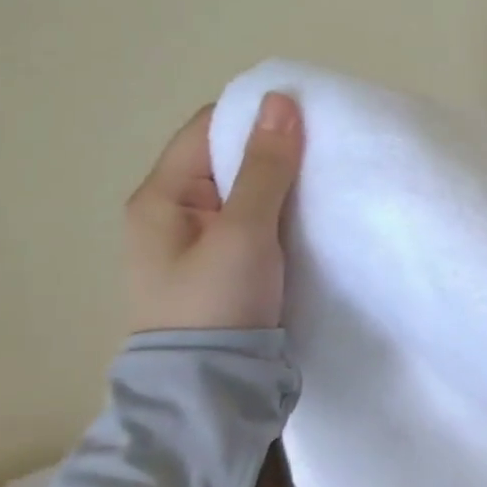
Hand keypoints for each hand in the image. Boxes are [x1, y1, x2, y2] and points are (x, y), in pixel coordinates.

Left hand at [125, 92, 304, 334]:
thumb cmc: (219, 301)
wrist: (210, 386)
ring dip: (280, 180)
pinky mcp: (223, 263)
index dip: (255, 117)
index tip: (309, 117)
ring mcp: (197, 240)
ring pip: (244, 189)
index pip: (208, 129)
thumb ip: (265, 168)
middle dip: (272, 148)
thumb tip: (281, 101)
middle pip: (226, 158)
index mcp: (161, 197)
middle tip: (325, 148)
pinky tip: (309, 212)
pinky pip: (253, 217)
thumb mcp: (246, 230)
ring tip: (324, 177)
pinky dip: (280, 208)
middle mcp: (172, 212)